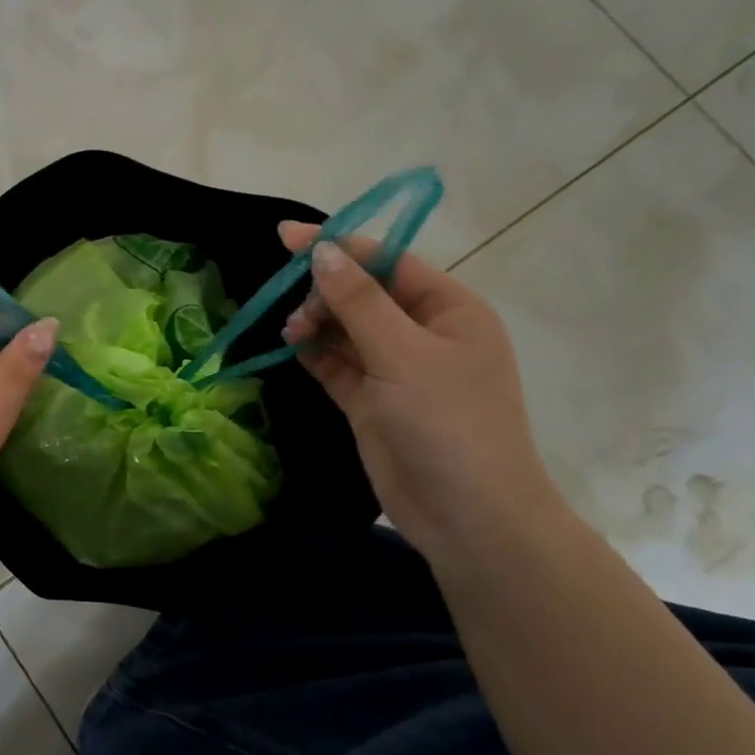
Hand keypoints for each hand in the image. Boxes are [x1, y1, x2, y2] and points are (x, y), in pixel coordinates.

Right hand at [278, 221, 566, 557]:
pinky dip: (315, 353)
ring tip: (290, 332)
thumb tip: (321, 252)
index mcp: (449, 309)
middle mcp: (423, 333)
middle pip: (363, 294)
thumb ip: (358, 302)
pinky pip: (338, 364)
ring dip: (316, 323)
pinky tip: (291, 345)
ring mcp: (396, 370)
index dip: (338, 246)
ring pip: (346, 329)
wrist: (468, 516)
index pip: (387, 262)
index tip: (286, 237)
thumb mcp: (403, 354)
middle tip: (295, 312)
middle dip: (324, 293)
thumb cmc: (448, 423)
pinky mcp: (372, 402)